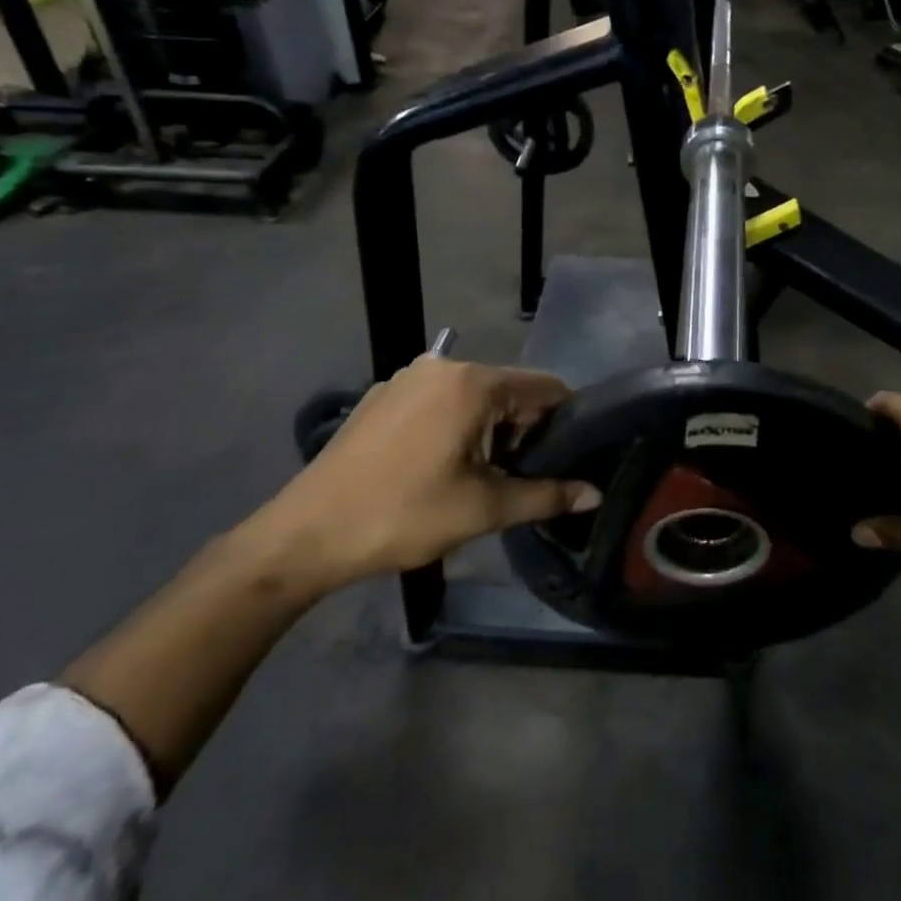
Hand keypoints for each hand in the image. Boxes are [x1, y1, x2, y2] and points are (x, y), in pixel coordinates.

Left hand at [247, 358, 601, 593]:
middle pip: (509, 389)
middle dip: (524, 429)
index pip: (546, 387)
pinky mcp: (382, 396)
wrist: (306, 534)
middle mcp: (442, 366)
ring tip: (483, 477)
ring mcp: (407, 378)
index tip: (572, 456)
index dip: (566, 420)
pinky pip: (439, 401)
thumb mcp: (483, 510)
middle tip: (523, 477)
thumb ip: (545, 495)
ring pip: (473, 396)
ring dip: (490, 430)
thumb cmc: (402, 515)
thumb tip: (594, 493)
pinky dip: (455, 426)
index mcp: (472, 383)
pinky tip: (439, 467)